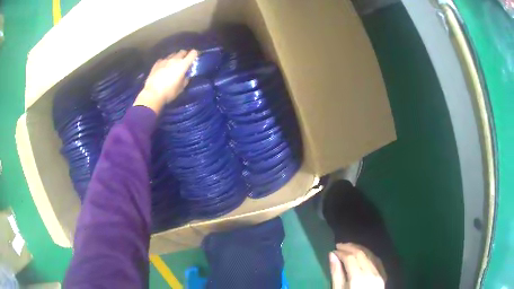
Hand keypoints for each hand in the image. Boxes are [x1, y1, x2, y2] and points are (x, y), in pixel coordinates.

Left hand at [133, 49, 198, 112]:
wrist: (153, 94)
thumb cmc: (169, 92)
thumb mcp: (181, 88)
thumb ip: (185, 79)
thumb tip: (186, 76)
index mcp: (183, 64)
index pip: (193, 53)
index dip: (195, 54)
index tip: (195, 57)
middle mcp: (174, 59)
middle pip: (182, 52)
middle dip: (185, 55)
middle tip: (185, 61)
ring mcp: (165, 60)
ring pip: (173, 54)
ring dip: (175, 57)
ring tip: (174, 64)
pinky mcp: (157, 63)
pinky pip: (164, 59)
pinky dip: (166, 61)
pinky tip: (164, 67)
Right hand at [329, 243, 384, 288]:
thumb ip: (336, 274)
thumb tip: (332, 255)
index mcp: (358, 278)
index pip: (350, 258)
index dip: (341, 251)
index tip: (333, 250)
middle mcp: (371, 273)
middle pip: (361, 253)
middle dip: (350, 247)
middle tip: (339, 245)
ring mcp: (379, 273)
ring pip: (370, 255)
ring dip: (359, 249)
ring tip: (349, 248)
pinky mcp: (383, 275)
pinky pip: (376, 260)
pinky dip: (368, 255)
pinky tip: (362, 255)